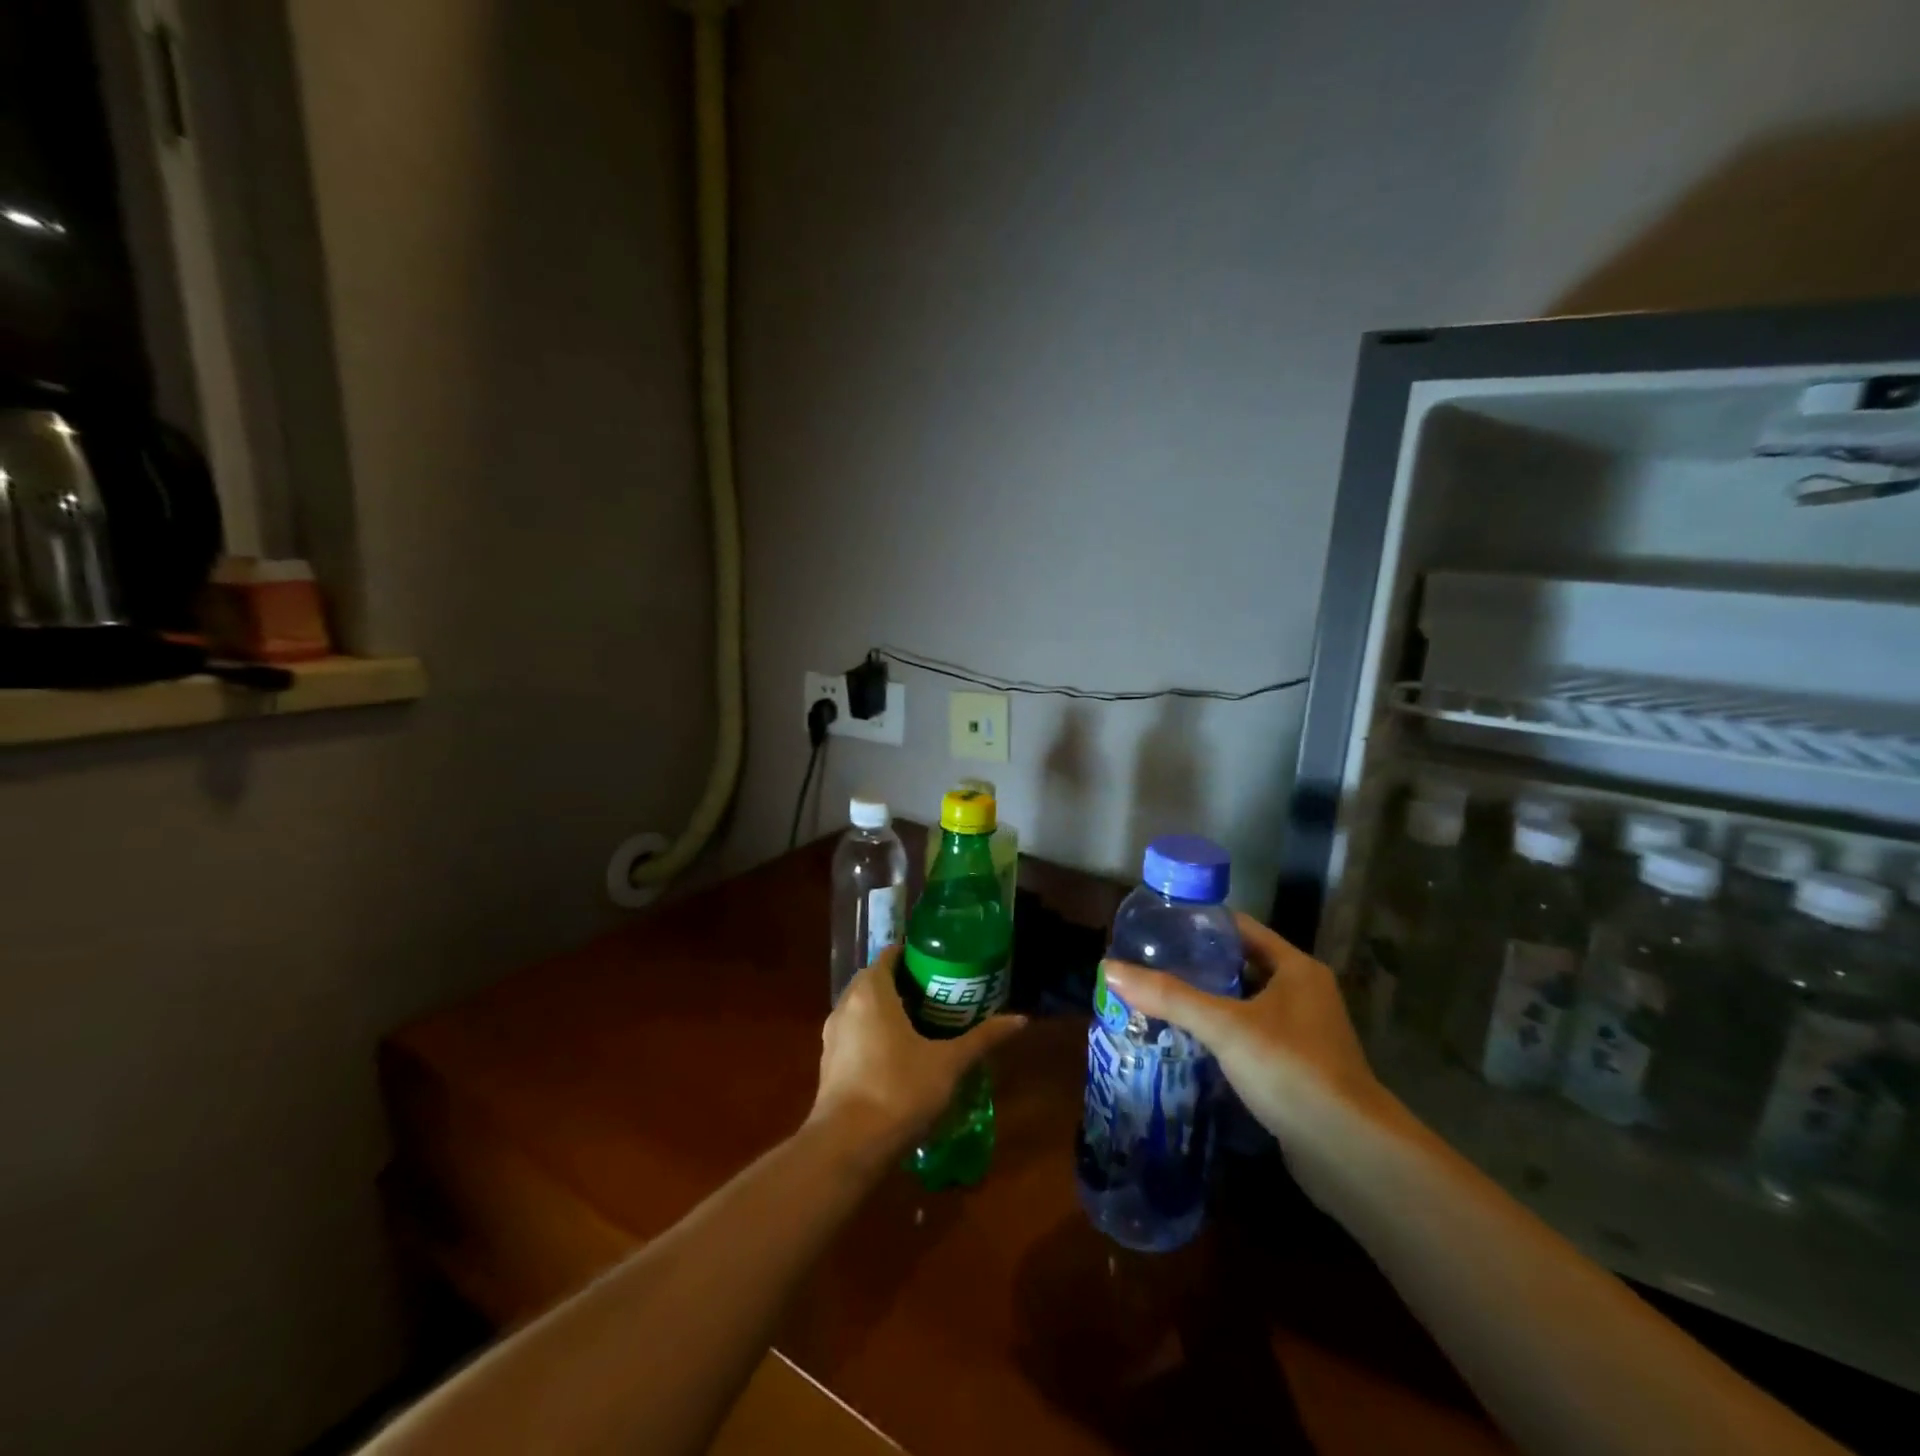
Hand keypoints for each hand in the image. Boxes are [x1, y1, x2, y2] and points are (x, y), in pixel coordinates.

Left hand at [809, 947, 1027, 1161]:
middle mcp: (846, 1005)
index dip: (914, 955)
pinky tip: (898, 1055)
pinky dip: (874, 1034)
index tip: (940, 965)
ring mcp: (832, 1036)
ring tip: (922, 1023)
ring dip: (887, 1010)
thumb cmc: (899, 1091)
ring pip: (862, 1009)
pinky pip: (854, 1034)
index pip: (890, 955)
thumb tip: (1020, 1020)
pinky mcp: (827, 1064)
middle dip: (904, 983)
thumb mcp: (948, 1063)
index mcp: (871, 992)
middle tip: (939, 993)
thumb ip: (982, 1038)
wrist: (847, 1147)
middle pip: (875, 980)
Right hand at [1102, 913, 1397, 1199]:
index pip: (1240, 928)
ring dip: (1205, 1003)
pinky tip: (1182, 1042)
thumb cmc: (1291, 1069)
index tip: (1157, 926)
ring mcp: (1301, 1034)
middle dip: (1195, 966)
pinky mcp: (1294, 1069)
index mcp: (1296, 968)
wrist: (1349, 1153)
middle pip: (1239, 966)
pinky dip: (1218, 1035)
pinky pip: (1247, 1038)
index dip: (1200, 924)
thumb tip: (1109, 969)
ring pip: (1242, 1005)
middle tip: (1148, 965)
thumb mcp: (1224, 1026)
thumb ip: (1168, 996)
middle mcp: (1302, 993)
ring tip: (1155, 999)